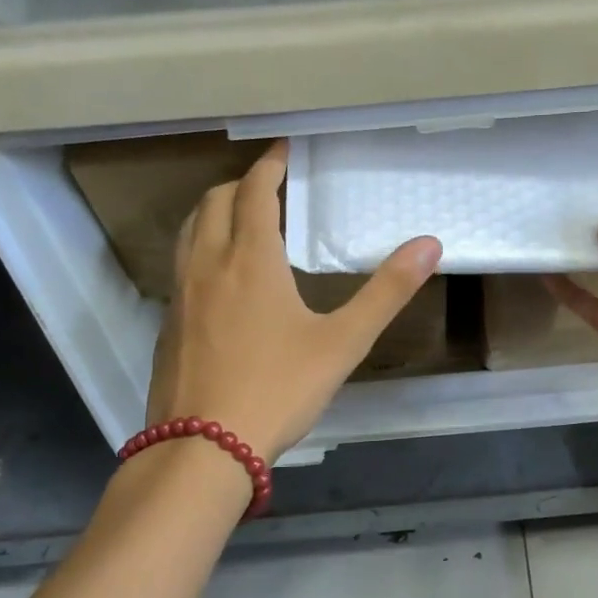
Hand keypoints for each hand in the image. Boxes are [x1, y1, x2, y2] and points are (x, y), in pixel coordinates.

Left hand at [145, 141, 441, 459]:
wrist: (203, 448)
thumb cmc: (279, 389)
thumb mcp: (343, 342)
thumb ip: (386, 292)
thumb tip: (430, 245)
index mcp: (251, 259)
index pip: (255, 191)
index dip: (270, 165)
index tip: (285, 150)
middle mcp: (208, 265)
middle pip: (214, 202)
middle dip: (241, 185)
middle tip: (270, 186)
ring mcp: (180, 296)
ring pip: (190, 232)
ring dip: (214, 212)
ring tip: (242, 221)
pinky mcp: (168, 325)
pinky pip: (181, 266)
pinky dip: (201, 249)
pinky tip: (222, 280)